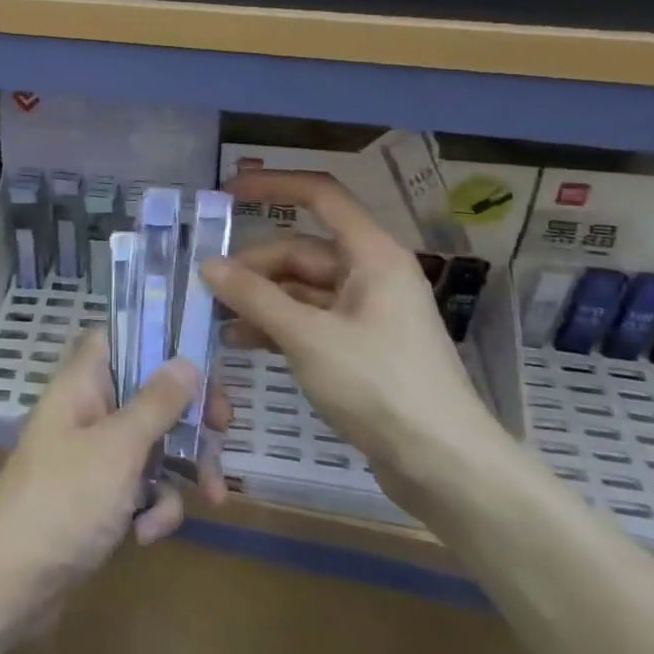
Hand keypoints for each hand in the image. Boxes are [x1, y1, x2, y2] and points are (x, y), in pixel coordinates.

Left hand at [0, 330, 227, 645]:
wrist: (6, 586)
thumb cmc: (62, 501)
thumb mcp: (117, 448)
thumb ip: (155, 403)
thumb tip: (187, 360)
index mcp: (82, 384)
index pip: (118, 337)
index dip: (157, 339)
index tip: (199, 357)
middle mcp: (88, 412)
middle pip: (147, 393)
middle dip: (188, 414)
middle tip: (224, 428)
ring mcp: (93, 458)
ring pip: (152, 444)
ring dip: (181, 470)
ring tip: (211, 498)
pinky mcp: (99, 501)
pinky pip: (140, 489)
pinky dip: (153, 508)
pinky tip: (145, 535)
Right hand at [201, 169, 507, 516]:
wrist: (445, 467)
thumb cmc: (380, 387)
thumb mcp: (308, 337)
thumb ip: (255, 297)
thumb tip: (208, 265)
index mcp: (372, 254)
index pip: (320, 195)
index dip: (273, 185)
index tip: (227, 192)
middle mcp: (371, 274)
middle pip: (302, 251)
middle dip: (254, 266)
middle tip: (208, 288)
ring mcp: (368, 313)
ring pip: (302, 289)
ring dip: (260, 299)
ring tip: (217, 318)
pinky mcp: (362, 348)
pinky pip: (311, 321)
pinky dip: (278, 326)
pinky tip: (242, 342)